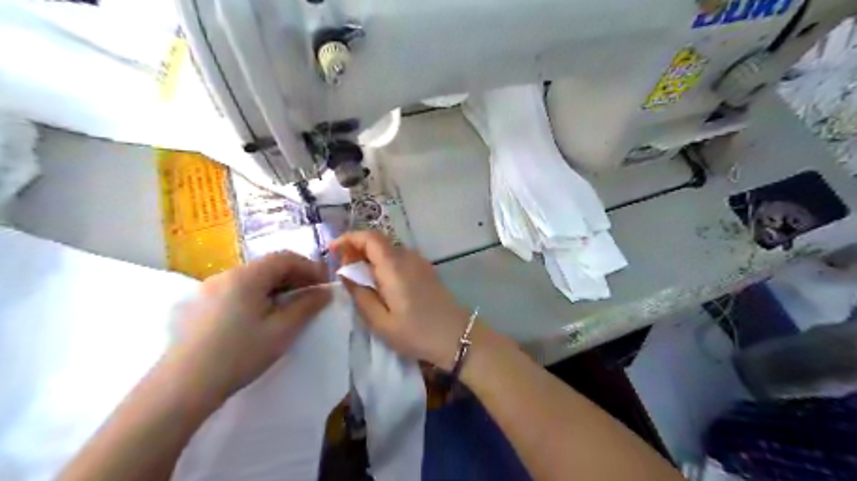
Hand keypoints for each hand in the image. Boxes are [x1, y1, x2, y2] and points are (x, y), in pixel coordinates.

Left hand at [166, 252, 327, 401]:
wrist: (181, 388)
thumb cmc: (238, 355)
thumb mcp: (281, 331)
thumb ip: (307, 306)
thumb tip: (325, 292)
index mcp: (246, 276)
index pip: (285, 257)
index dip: (309, 267)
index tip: (324, 285)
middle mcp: (225, 275)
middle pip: (267, 266)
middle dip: (294, 277)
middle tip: (311, 298)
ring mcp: (208, 289)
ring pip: (252, 279)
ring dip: (276, 287)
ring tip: (289, 309)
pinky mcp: (199, 305)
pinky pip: (236, 290)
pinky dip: (257, 295)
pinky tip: (261, 317)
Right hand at [331, 232, 471, 369]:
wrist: (457, 337)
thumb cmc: (417, 333)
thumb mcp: (381, 322)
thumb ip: (360, 295)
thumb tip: (345, 273)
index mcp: (395, 266)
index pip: (369, 237)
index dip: (348, 238)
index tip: (332, 251)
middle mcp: (408, 257)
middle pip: (378, 242)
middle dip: (356, 250)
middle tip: (342, 271)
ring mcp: (420, 262)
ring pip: (388, 251)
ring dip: (370, 258)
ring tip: (358, 280)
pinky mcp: (426, 270)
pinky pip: (399, 259)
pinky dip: (384, 264)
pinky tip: (380, 285)